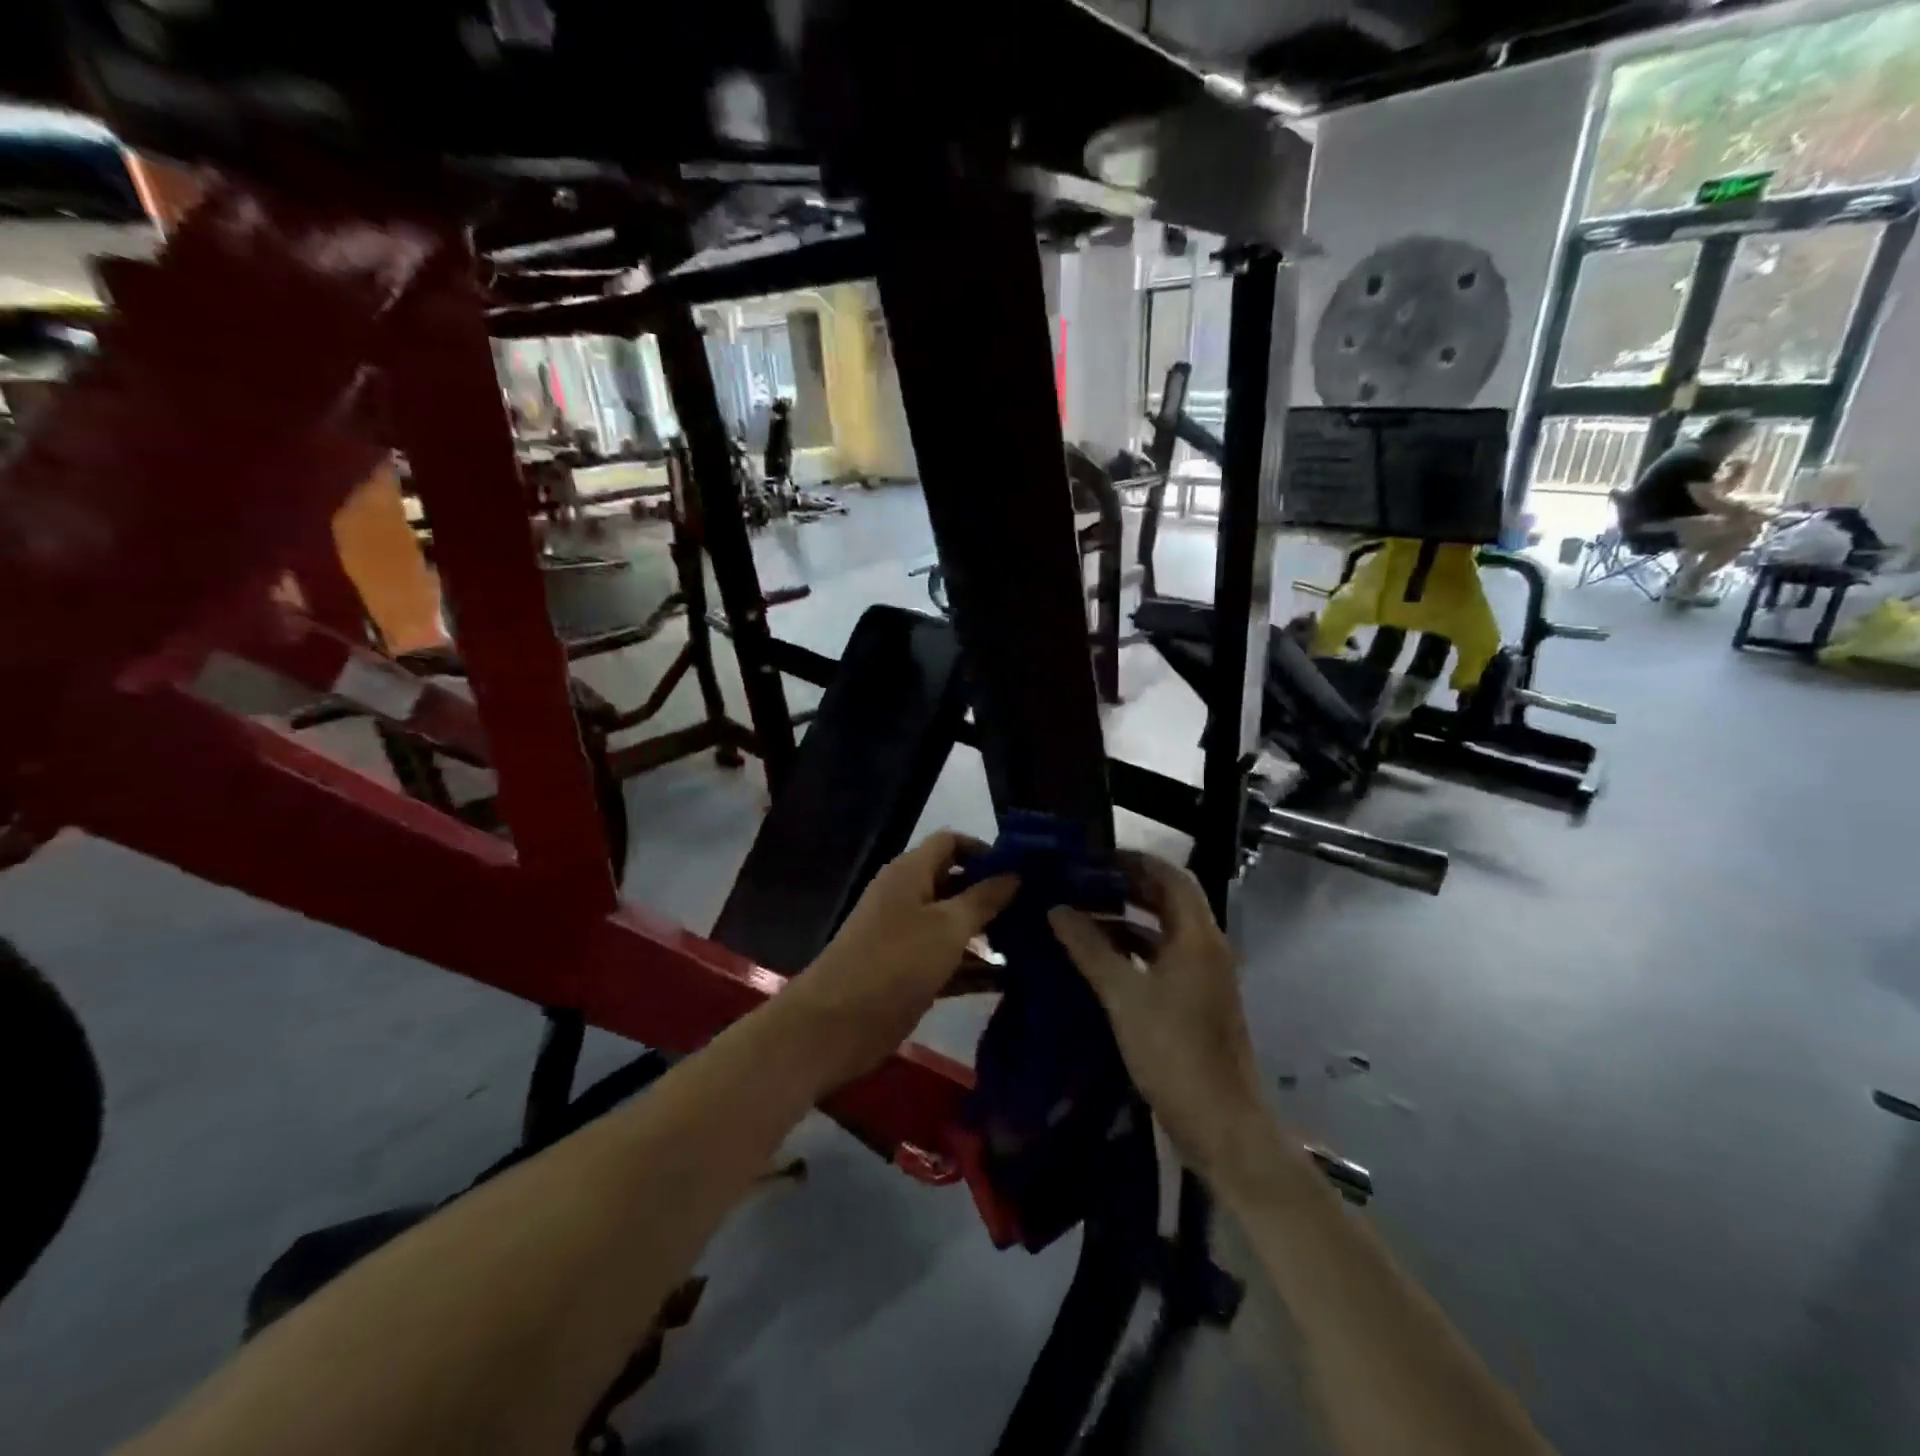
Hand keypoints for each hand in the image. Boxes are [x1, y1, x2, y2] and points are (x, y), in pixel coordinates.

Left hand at [782, 832, 1017, 1090]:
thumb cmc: (895, 962)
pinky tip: (1013, 979)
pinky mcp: (911, 973)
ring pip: (956, 925)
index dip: (986, 850)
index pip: (951, 843)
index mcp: (910, 872)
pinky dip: (975, 967)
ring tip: (1036, 943)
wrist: (835, 1025)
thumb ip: (984, 899)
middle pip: (957, 884)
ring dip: (989, 934)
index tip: (1024, 870)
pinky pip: (950, 961)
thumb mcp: (948, 926)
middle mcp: (909, 898)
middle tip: (1040, 909)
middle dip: (994, 895)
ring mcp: (908, 938)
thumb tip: (1016, 874)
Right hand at [1048, 852, 1270, 1184]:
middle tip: (1083, 881)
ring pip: (1165, 931)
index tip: (1096, 856)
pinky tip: (1101, 959)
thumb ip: (1090, 949)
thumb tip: (1057, 909)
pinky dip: (1135, 950)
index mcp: (1197, 937)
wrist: (1221, 1124)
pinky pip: (1164, 958)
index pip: (1171, 877)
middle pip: (1169, 901)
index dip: (1136, 861)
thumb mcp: (1123, 997)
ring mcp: (1205, 976)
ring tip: (1083, 915)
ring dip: (1129, 919)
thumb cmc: (1173, 1052)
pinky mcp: (1198, 1001)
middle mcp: (1207, 947)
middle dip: (1128, 887)